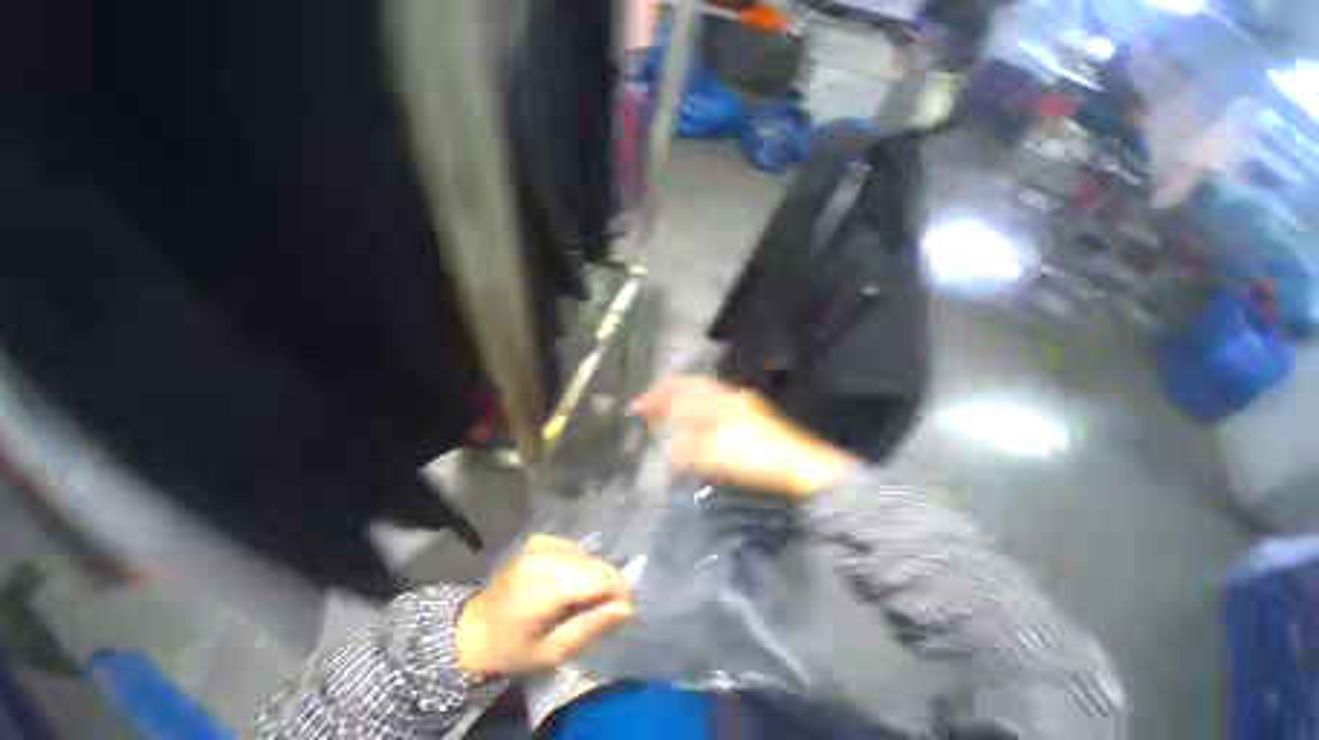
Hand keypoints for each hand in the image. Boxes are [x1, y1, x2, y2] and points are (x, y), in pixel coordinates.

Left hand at [456, 535, 632, 676]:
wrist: (474, 628)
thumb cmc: (513, 648)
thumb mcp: (554, 651)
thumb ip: (592, 625)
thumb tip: (627, 608)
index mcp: (548, 583)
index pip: (600, 576)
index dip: (619, 590)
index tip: (625, 610)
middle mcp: (548, 553)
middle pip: (595, 564)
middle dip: (607, 585)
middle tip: (605, 609)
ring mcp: (544, 542)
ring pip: (587, 555)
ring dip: (593, 575)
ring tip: (583, 599)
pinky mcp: (541, 538)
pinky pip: (575, 550)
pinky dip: (579, 566)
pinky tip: (568, 584)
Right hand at [629, 376, 859, 497]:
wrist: (801, 466)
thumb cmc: (758, 458)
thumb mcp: (718, 455)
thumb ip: (690, 450)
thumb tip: (666, 448)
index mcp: (717, 403)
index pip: (678, 395)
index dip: (655, 400)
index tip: (634, 407)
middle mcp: (726, 396)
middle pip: (690, 386)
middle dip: (666, 390)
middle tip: (647, 399)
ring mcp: (739, 403)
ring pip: (702, 391)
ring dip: (680, 395)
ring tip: (664, 403)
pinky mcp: (747, 414)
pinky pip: (712, 401)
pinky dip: (696, 404)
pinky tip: (694, 414)